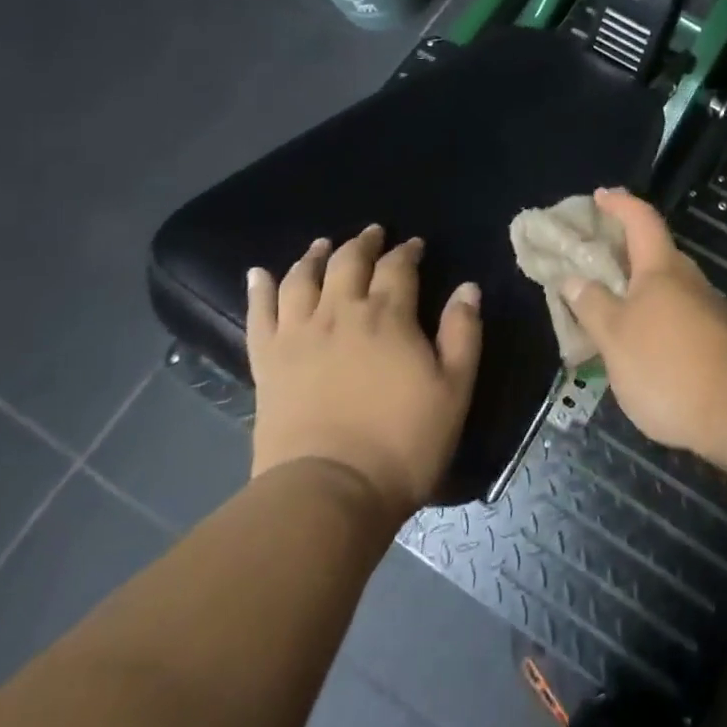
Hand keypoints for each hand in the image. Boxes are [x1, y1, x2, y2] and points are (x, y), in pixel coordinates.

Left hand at [245, 227, 481, 521]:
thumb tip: (468, 288)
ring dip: (314, 256)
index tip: (414, 245)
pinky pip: (259, 315)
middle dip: (363, 243)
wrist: (327, 493)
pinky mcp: (267, 364)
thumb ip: (463, 333)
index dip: (407, 251)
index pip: (397, 267)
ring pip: (302, 279)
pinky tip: (258, 273)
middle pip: (348, 262)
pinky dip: (259, 289)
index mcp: (388, 315)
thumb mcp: (454, 389)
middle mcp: (340, 313)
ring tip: (322, 245)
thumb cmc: (403, 442)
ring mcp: (298, 336)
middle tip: (373, 233)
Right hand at [562, 190, 726, 466]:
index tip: (600, 196)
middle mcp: (689, 280)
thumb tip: (573, 277)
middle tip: (593, 262)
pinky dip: (655, 319)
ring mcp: (709, 310)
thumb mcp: (616, 337)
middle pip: (655, 253)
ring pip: (667, 289)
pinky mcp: (719, 341)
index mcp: (662, 267)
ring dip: (639, 291)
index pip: (641, 219)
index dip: (620, 204)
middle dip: (625, 253)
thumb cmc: (668, 364)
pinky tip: (641, 346)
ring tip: (608, 310)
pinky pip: (678, 317)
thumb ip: (592, 305)